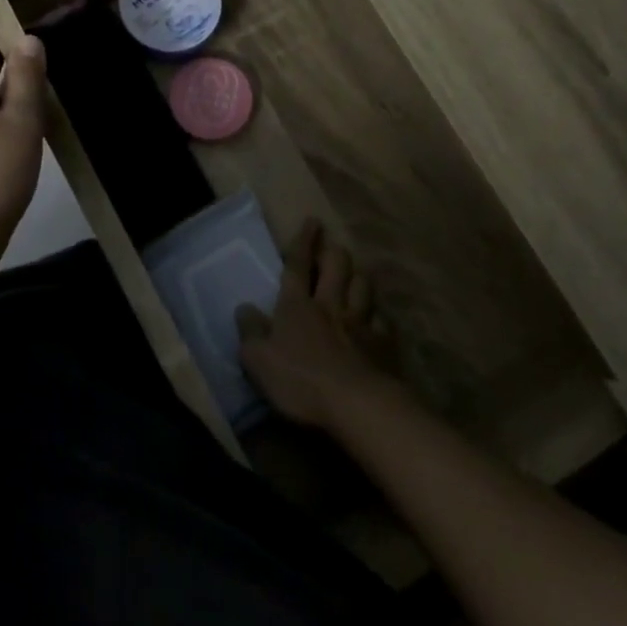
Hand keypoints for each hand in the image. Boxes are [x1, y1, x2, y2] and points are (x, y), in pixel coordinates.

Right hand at [237, 221, 394, 429]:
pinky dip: (379, 316)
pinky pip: (382, 321)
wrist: (355, 404)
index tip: (312, 221)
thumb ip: (250, 332)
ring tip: (356, 274)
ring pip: (363, 286)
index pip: (298, 265)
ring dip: (359, 276)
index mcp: (297, 306)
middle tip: (332, 246)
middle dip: (334, 252)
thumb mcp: (258, 361)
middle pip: (336, 267)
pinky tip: (378, 319)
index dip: (303, 242)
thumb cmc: (299, 380)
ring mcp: (360, 323)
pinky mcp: (383, 345)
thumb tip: (244, 308)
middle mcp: (330, 306)